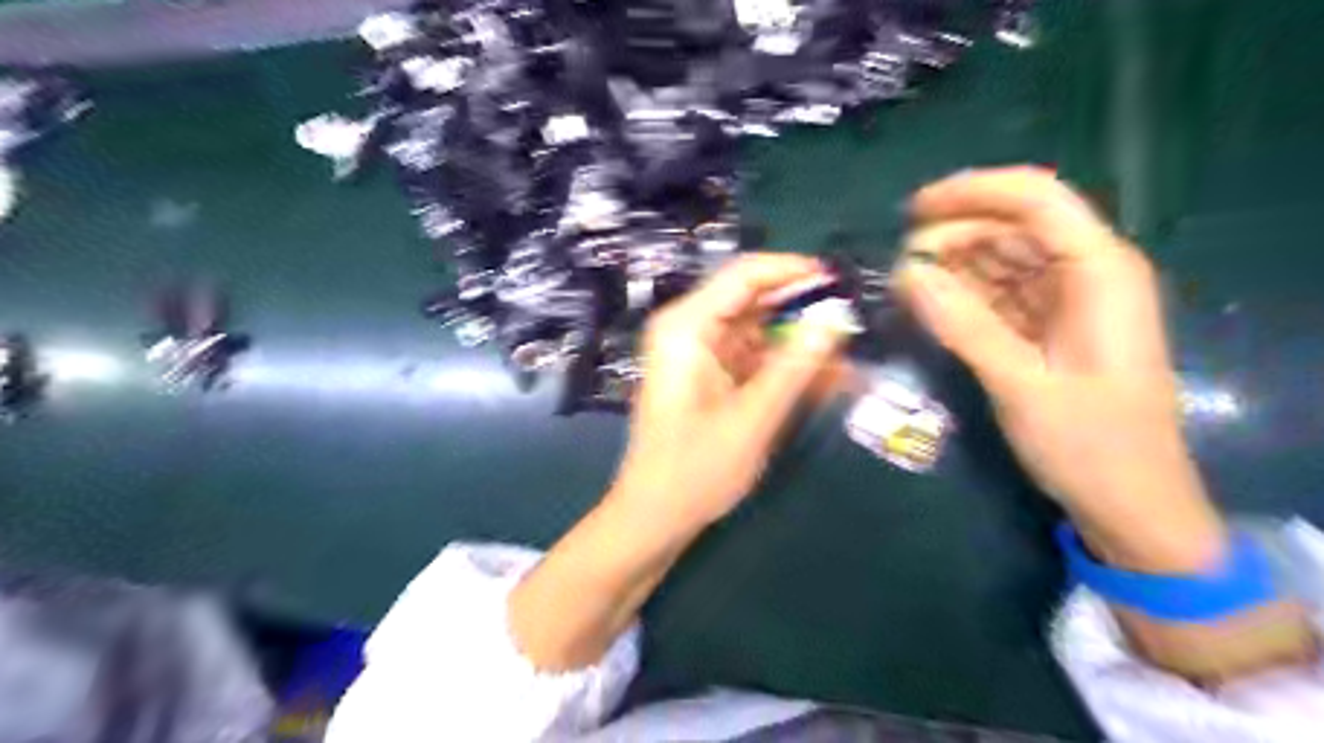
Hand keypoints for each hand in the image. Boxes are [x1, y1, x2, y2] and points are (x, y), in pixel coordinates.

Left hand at [612, 253, 840, 529]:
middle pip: (754, 299)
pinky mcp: (711, 375)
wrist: (655, 517)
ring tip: (851, 357)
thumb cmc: (694, 471)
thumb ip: (794, 366)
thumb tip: (837, 318)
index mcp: (686, 327)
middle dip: (803, 310)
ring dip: (801, 342)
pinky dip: (787, 366)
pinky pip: (755, 358)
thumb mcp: (752, 419)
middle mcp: (690, 329)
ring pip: (761, 330)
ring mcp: (700, 353)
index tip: (841, 283)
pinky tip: (827, 380)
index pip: (744, 275)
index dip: (793, 271)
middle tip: (853, 323)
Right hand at [894, 167, 1223, 569]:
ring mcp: (1068, 302)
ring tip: (904, 284)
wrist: (1130, 506)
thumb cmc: (1090, 445)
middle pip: (1014, 226)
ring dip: (954, 266)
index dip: (972, 193)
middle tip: (898, 265)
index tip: (911, 211)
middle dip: (954, 235)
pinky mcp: (1049, 328)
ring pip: (1003, 259)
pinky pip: (1000, 295)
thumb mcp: (1021, 385)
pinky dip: (964, 296)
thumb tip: (907, 273)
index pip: (1036, 199)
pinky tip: (930, 305)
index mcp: (1100, 272)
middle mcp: (1088, 274)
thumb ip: (964, 324)